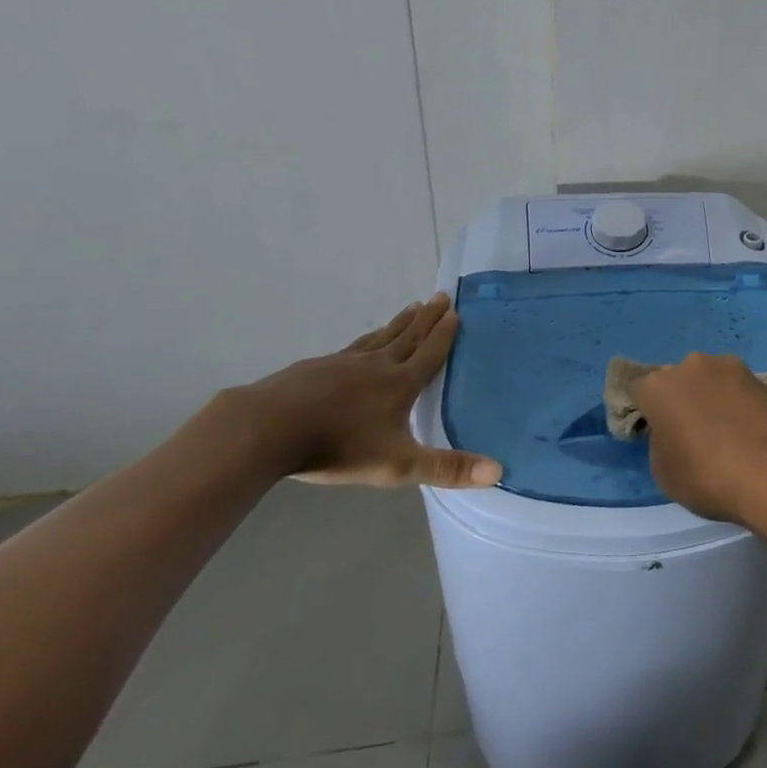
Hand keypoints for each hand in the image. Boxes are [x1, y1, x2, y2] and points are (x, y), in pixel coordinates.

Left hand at [229, 294, 501, 488]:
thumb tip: (498, 471)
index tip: (455, 312)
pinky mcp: (315, 367)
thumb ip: (446, 469)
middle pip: (408, 336)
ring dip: (399, 322)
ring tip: (410, 308)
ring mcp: (343, 363)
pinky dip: (366, 339)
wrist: (268, 429)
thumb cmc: (338, 446)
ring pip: (380, 337)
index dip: (445, 334)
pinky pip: (351, 347)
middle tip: (440, 296)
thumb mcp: (397, 464)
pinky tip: (362, 343)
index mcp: (400, 384)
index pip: (430, 353)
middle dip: (426, 318)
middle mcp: (377, 365)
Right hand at [628, 353, 766, 521]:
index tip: (653, 431)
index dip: (644, 410)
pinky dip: (736, 402)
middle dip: (679, 399)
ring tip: (725, 430)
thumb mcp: (664, 472)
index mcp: (658, 386)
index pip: (638, 390)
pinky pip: (736, 387)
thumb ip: (660, 441)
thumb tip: (672, 431)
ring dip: (710, 397)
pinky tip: (746, 428)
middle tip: (690, 432)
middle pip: (676, 380)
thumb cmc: (706, 476)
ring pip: (708, 380)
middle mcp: (690, 365)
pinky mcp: (759, 377)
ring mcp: (728, 366)